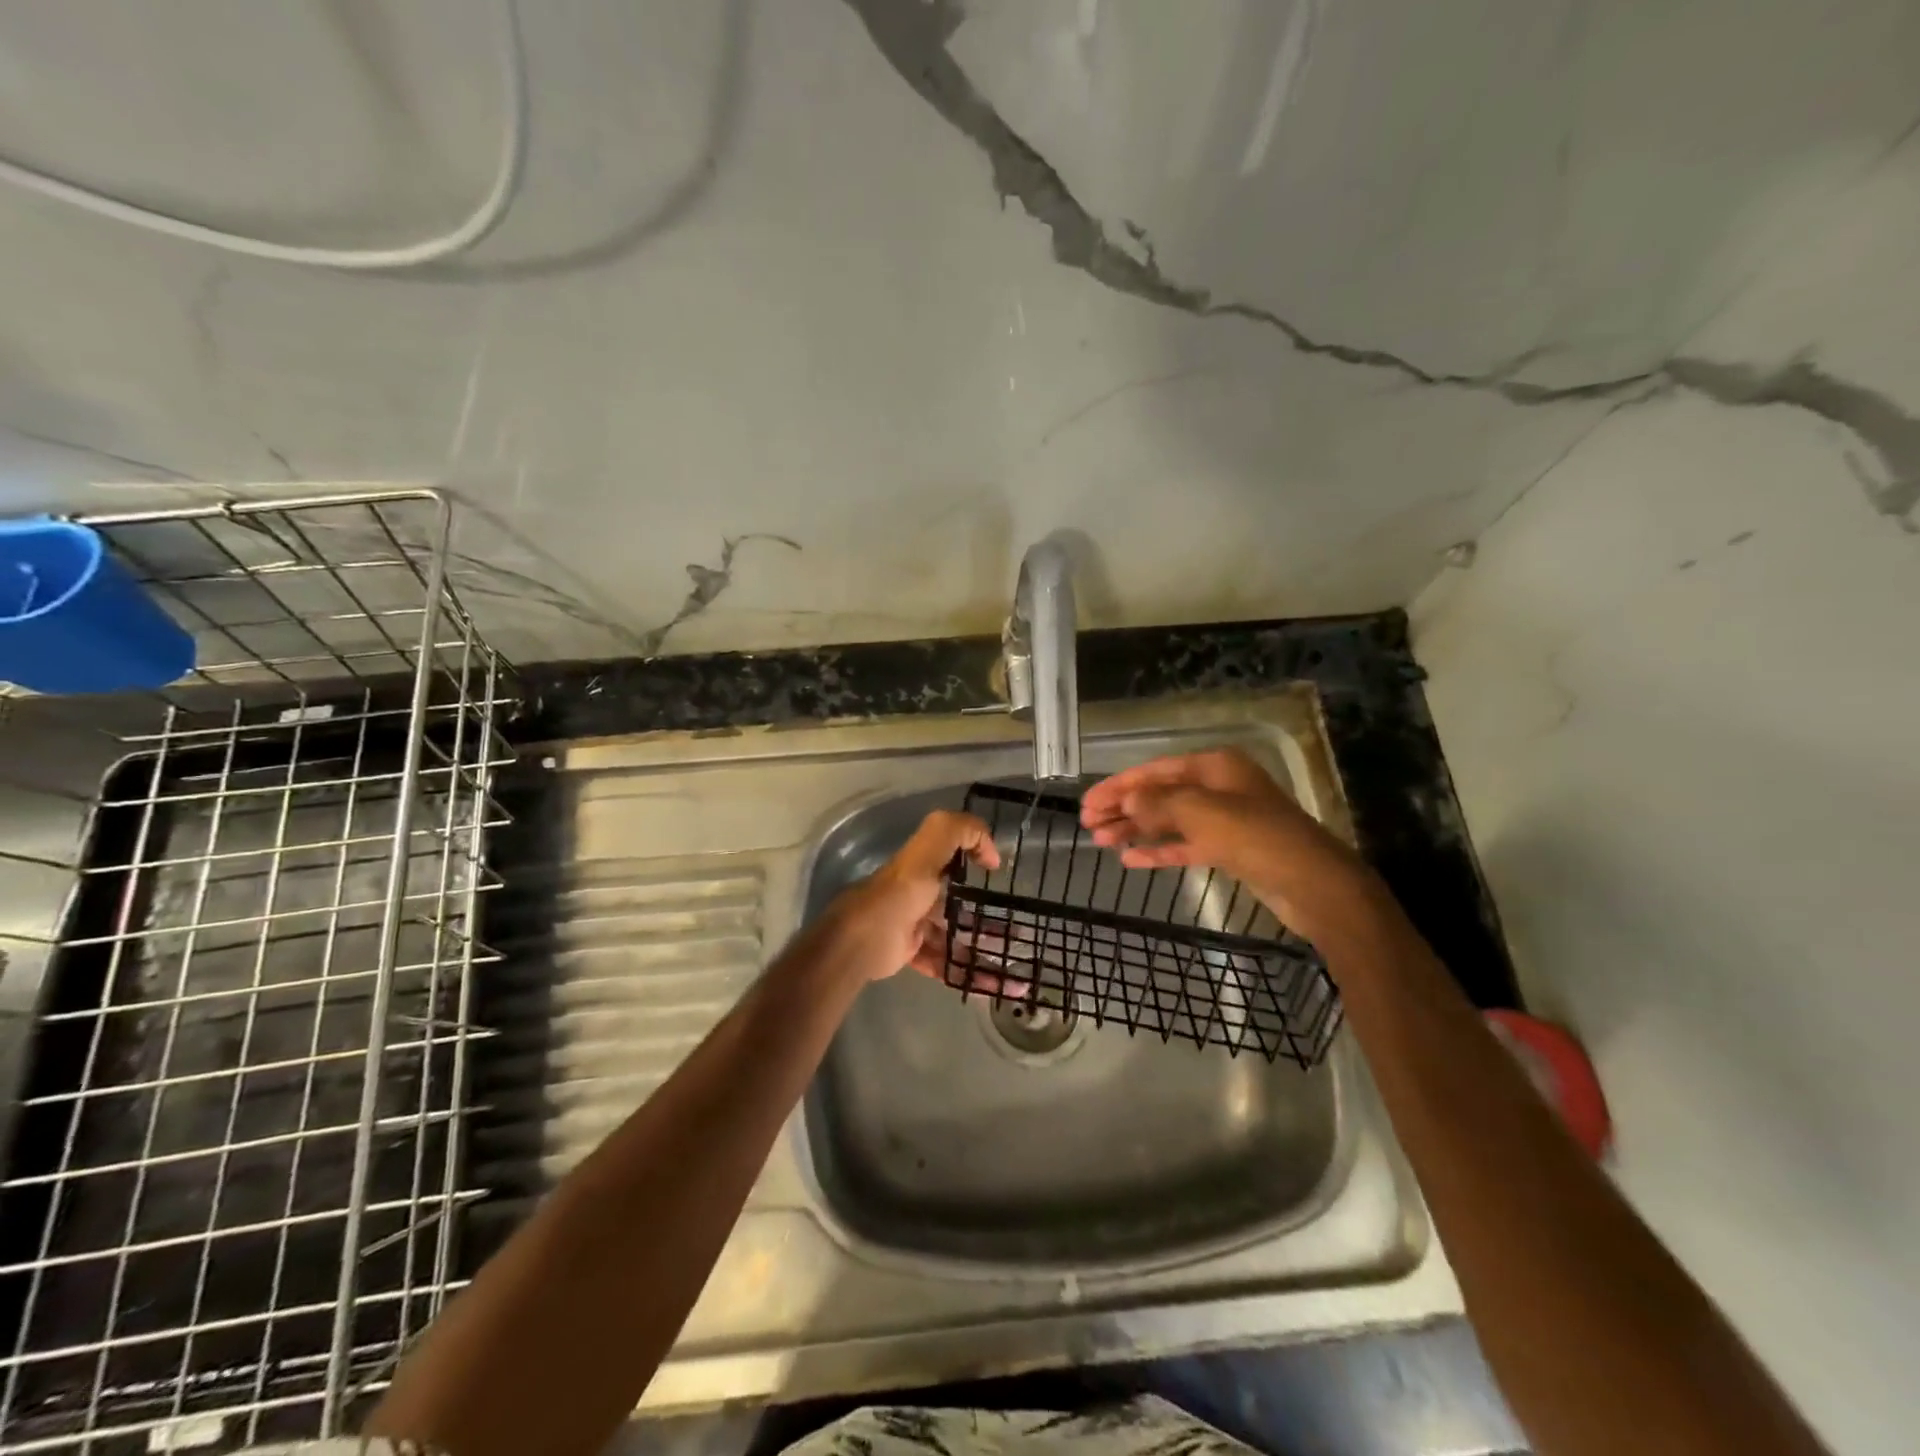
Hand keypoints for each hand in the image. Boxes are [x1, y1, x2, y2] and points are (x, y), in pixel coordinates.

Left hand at [825, 810, 1000, 982]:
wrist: (861, 941)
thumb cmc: (899, 894)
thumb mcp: (929, 850)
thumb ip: (959, 832)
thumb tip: (991, 851)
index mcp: (923, 866)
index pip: (954, 856)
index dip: (977, 858)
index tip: (998, 874)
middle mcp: (919, 892)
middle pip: (958, 902)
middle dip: (986, 916)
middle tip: (1015, 933)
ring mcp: (914, 924)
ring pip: (953, 936)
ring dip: (979, 949)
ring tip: (1008, 967)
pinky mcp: (909, 951)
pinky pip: (942, 962)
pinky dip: (964, 973)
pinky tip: (987, 985)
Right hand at [1079, 748, 1368, 938]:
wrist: (1312, 883)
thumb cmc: (1255, 836)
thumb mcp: (1201, 813)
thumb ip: (1159, 803)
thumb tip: (1126, 799)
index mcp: (1214, 767)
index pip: (1154, 771)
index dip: (1118, 786)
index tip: (1086, 801)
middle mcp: (1217, 787)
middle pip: (1158, 794)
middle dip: (1122, 808)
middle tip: (1086, 823)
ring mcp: (1224, 819)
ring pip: (1168, 820)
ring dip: (1134, 829)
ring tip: (1099, 840)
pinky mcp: (1228, 849)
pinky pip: (1184, 845)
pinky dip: (1158, 850)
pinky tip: (1129, 859)